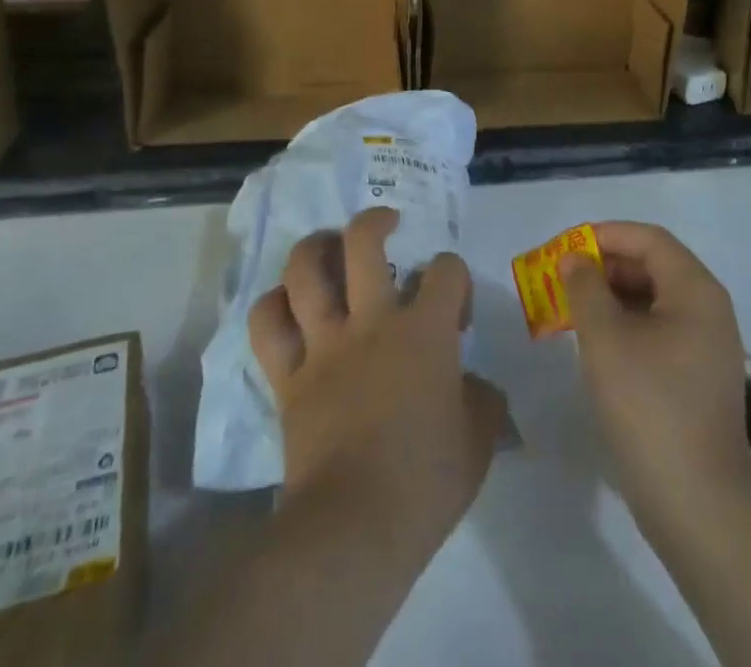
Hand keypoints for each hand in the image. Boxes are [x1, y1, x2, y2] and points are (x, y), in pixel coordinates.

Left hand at [249, 208, 506, 549]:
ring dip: (315, 247)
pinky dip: (272, 306)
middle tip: (386, 225)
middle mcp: (372, 321)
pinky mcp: (288, 376)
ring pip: (305, 270)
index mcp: (425, 330)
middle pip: (363, 242)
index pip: (446, 269)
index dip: (455, 279)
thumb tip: (477, 386)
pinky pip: (267, 326)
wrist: (355, 527)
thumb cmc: (426, 482)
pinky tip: (285, 302)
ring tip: (328, 245)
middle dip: (375, 221)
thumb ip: (483, 400)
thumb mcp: (478, 440)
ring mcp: (325, 344)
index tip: (456, 314)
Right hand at [558, 221, 750, 531]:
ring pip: (653, 300)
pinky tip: (596, 344)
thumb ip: (584, 288)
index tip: (565, 248)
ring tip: (570, 310)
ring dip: (611, 297)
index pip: (648, 239)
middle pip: (652, 266)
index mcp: (695, 289)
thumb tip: (575, 259)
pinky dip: (625, 325)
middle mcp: (707, 308)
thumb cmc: (649, 406)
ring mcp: (706, 345)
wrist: (698, 502)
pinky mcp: (697, 376)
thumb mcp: (605, 339)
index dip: (604, 235)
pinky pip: (658, 330)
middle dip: (604, 267)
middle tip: (562, 280)